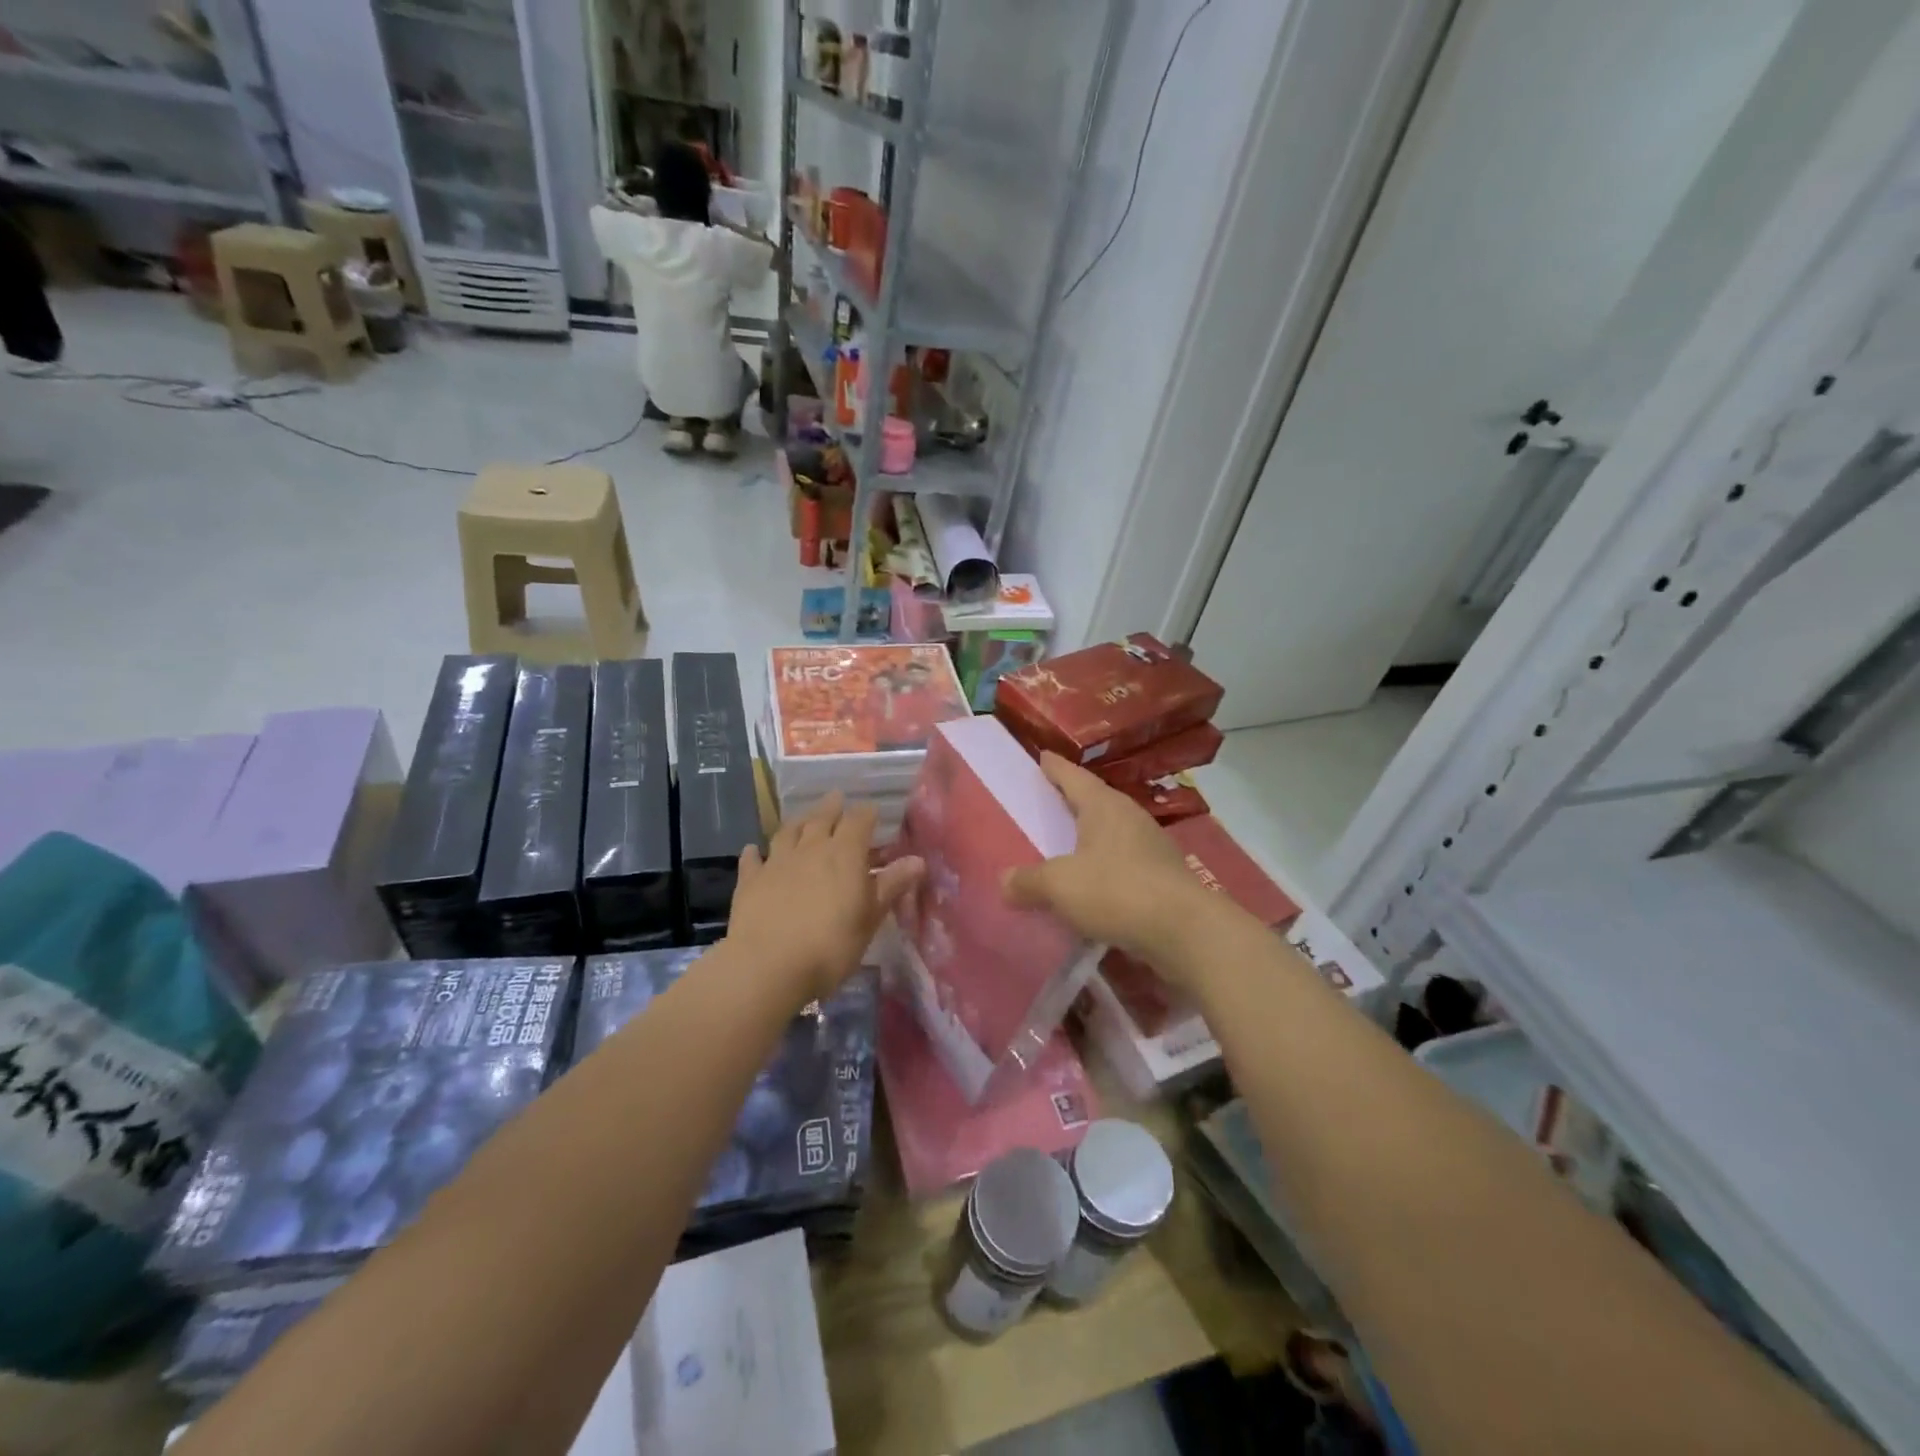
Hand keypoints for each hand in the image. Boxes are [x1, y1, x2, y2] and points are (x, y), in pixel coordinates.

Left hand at [728, 794, 922, 1002]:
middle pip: (822, 818)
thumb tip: (918, 860)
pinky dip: (755, 852)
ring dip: (798, 822)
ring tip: (803, 817)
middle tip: (837, 797)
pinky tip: (754, 849)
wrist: (768, 966)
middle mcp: (811, 848)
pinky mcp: (750, 881)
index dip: (866, 814)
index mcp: (844, 853)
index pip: (858, 821)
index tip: (872, 811)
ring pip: (788, 832)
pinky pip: (753, 859)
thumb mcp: (870, 918)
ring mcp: (777, 862)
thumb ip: (891, 885)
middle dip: (832, 807)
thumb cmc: (831, 944)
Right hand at [1003, 753, 1217, 978]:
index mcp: (1104, 806)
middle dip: (1072, 801)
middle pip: (1095, 801)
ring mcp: (1151, 847)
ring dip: (1090, 837)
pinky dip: (1104, 868)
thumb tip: (1004, 881)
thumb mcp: (1060, 885)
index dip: (1055, 768)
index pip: (1073, 776)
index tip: (1042, 756)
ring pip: (1112, 833)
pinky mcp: (1163, 877)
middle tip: (1048, 801)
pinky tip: (1092, 885)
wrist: (1184, 931)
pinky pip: (1124, 863)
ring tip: (1066, 844)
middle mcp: (1129, 817)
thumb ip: (1029, 881)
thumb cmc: (1116, 891)